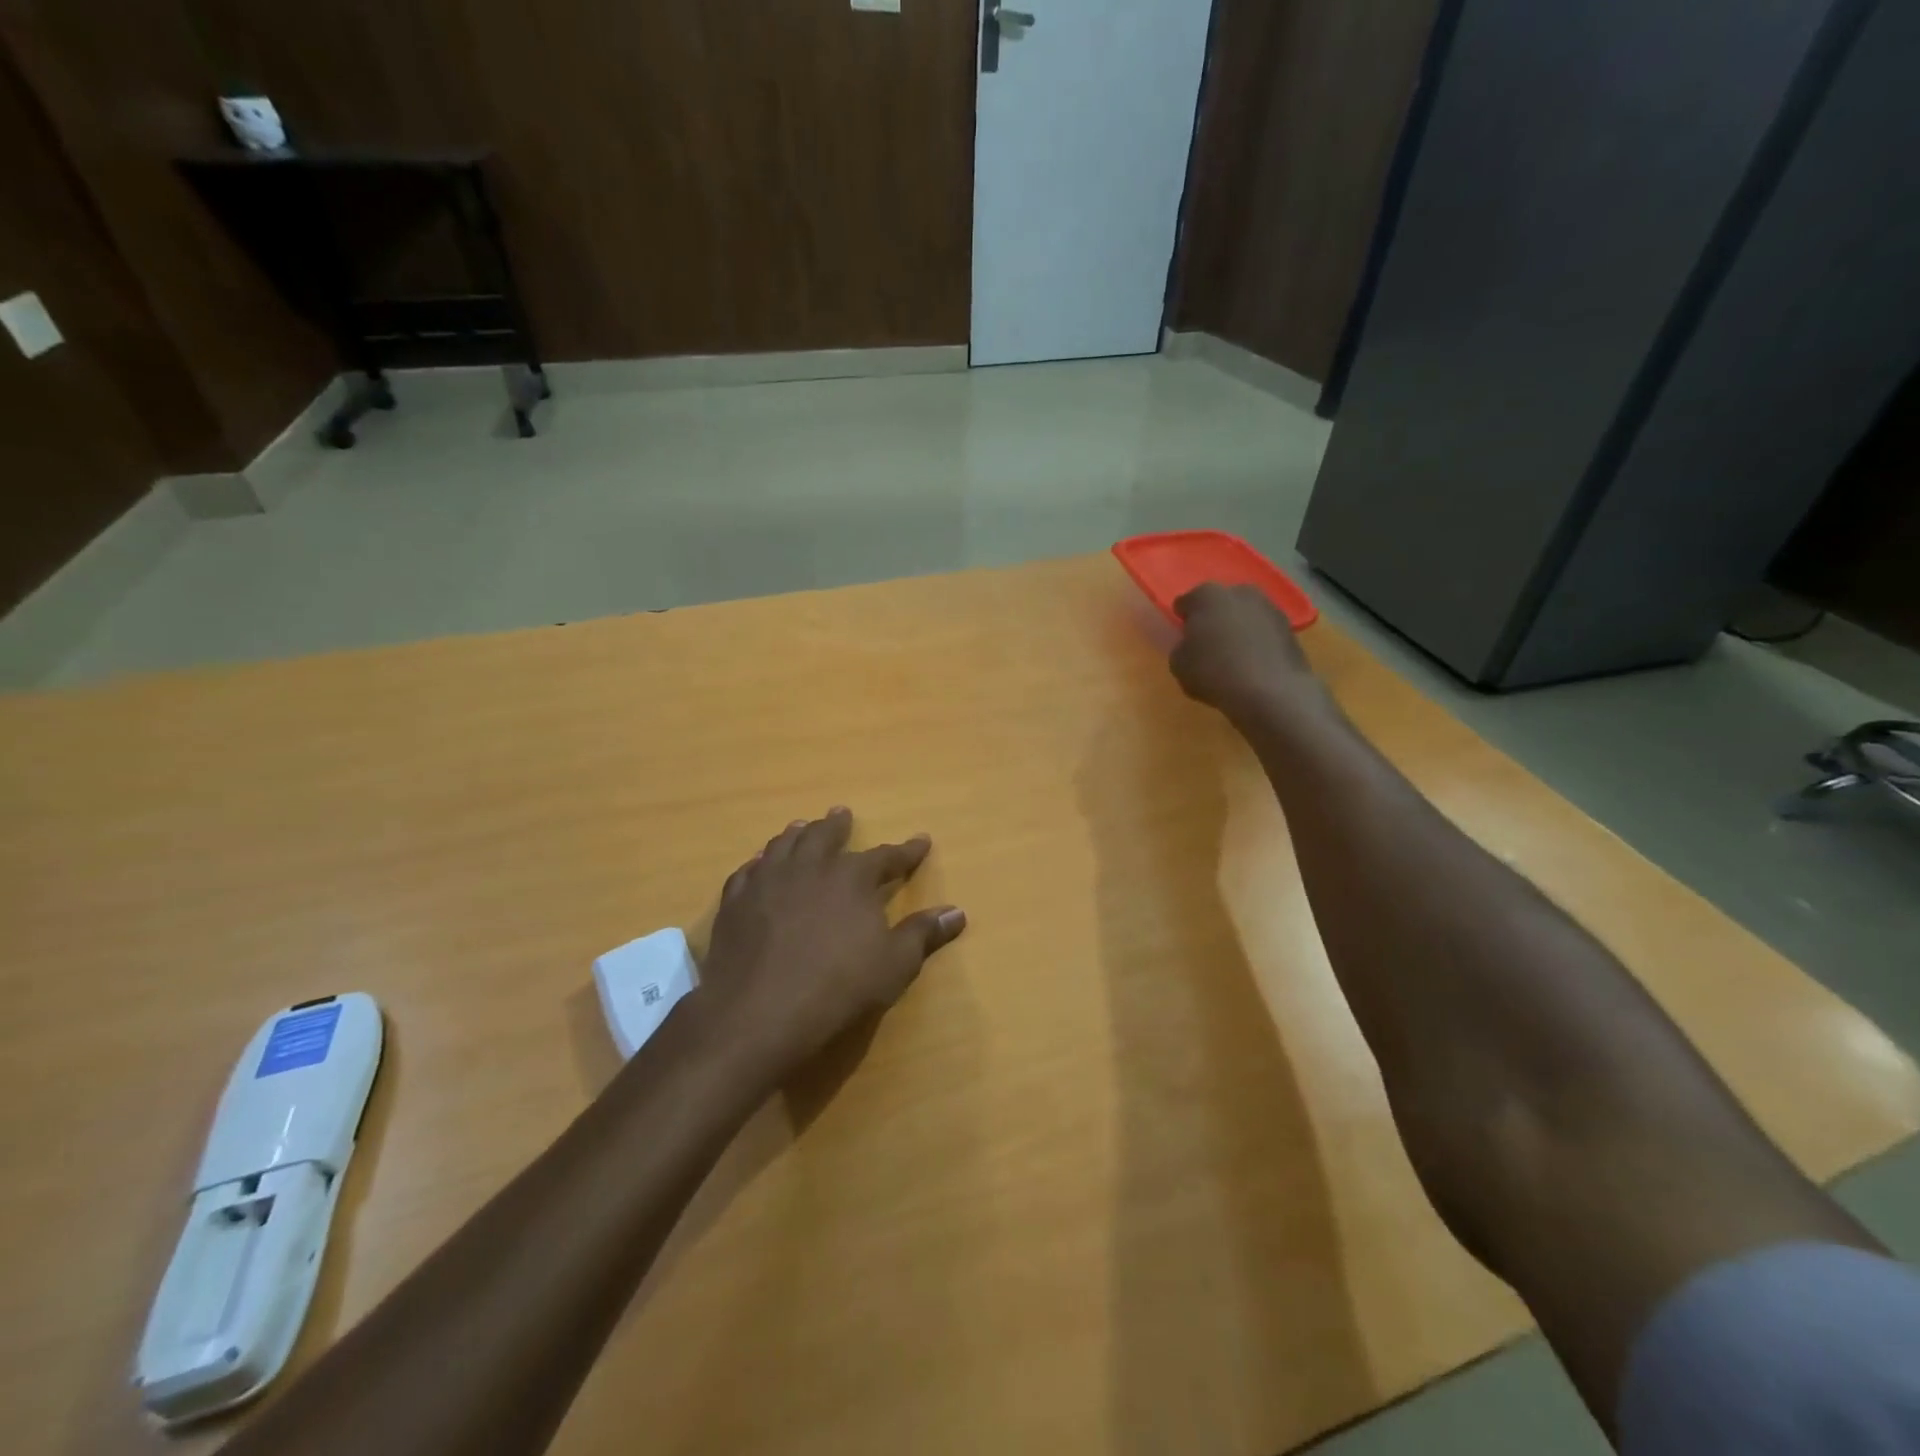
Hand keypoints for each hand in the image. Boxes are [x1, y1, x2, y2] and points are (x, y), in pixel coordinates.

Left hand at [702, 808, 965, 1076]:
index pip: (886, 856)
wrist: (760, 1010)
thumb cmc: (838, 986)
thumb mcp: (894, 964)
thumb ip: (923, 934)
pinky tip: (758, 866)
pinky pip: (748, 871)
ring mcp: (768, 880)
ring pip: (784, 845)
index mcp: (852, 877)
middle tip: (841, 814)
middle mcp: (810, 866)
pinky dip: (758, 864)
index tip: (921, 842)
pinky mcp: (735, 901)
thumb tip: (957, 912)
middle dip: (838, 825)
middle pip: (825, 835)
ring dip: (797, 835)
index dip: (906, 851)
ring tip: (801, 827)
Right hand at [1170, 583, 1325, 723]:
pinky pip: (1262, 631)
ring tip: (1232, 655)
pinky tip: (1252, 663)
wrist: (1271, 691)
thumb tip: (1191, 645)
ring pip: (1243, 614)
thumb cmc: (1215, 673)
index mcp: (1206, 596)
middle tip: (1206, 644)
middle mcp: (1239, 592)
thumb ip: (1181, 648)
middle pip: (1218, 602)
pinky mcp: (1289, 626)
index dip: (1181, 620)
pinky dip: (1256, 641)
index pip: (1185, 602)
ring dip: (1236, 628)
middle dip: (1212, 618)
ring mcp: (1268, 606)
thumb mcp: (1179, 665)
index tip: (1182, 637)